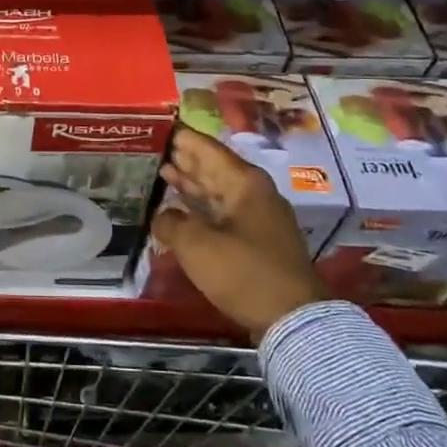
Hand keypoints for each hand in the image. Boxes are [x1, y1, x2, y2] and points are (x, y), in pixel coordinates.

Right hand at [152, 127, 324, 341]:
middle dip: (183, 158)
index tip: (157, 126)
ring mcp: (257, 217)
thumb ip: (171, 222)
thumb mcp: (197, 245)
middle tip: (152, 148)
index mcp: (244, 182)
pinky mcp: (256, 241)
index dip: (180, 137)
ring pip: (217, 191)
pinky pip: (221, 212)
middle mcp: (253, 192)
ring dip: (191, 183)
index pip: (206, 148)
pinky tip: (180, 209)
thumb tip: (162, 215)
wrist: (293, 319)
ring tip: (162, 171)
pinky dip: (200, 208)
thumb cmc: (244, 272)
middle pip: (213, 167)